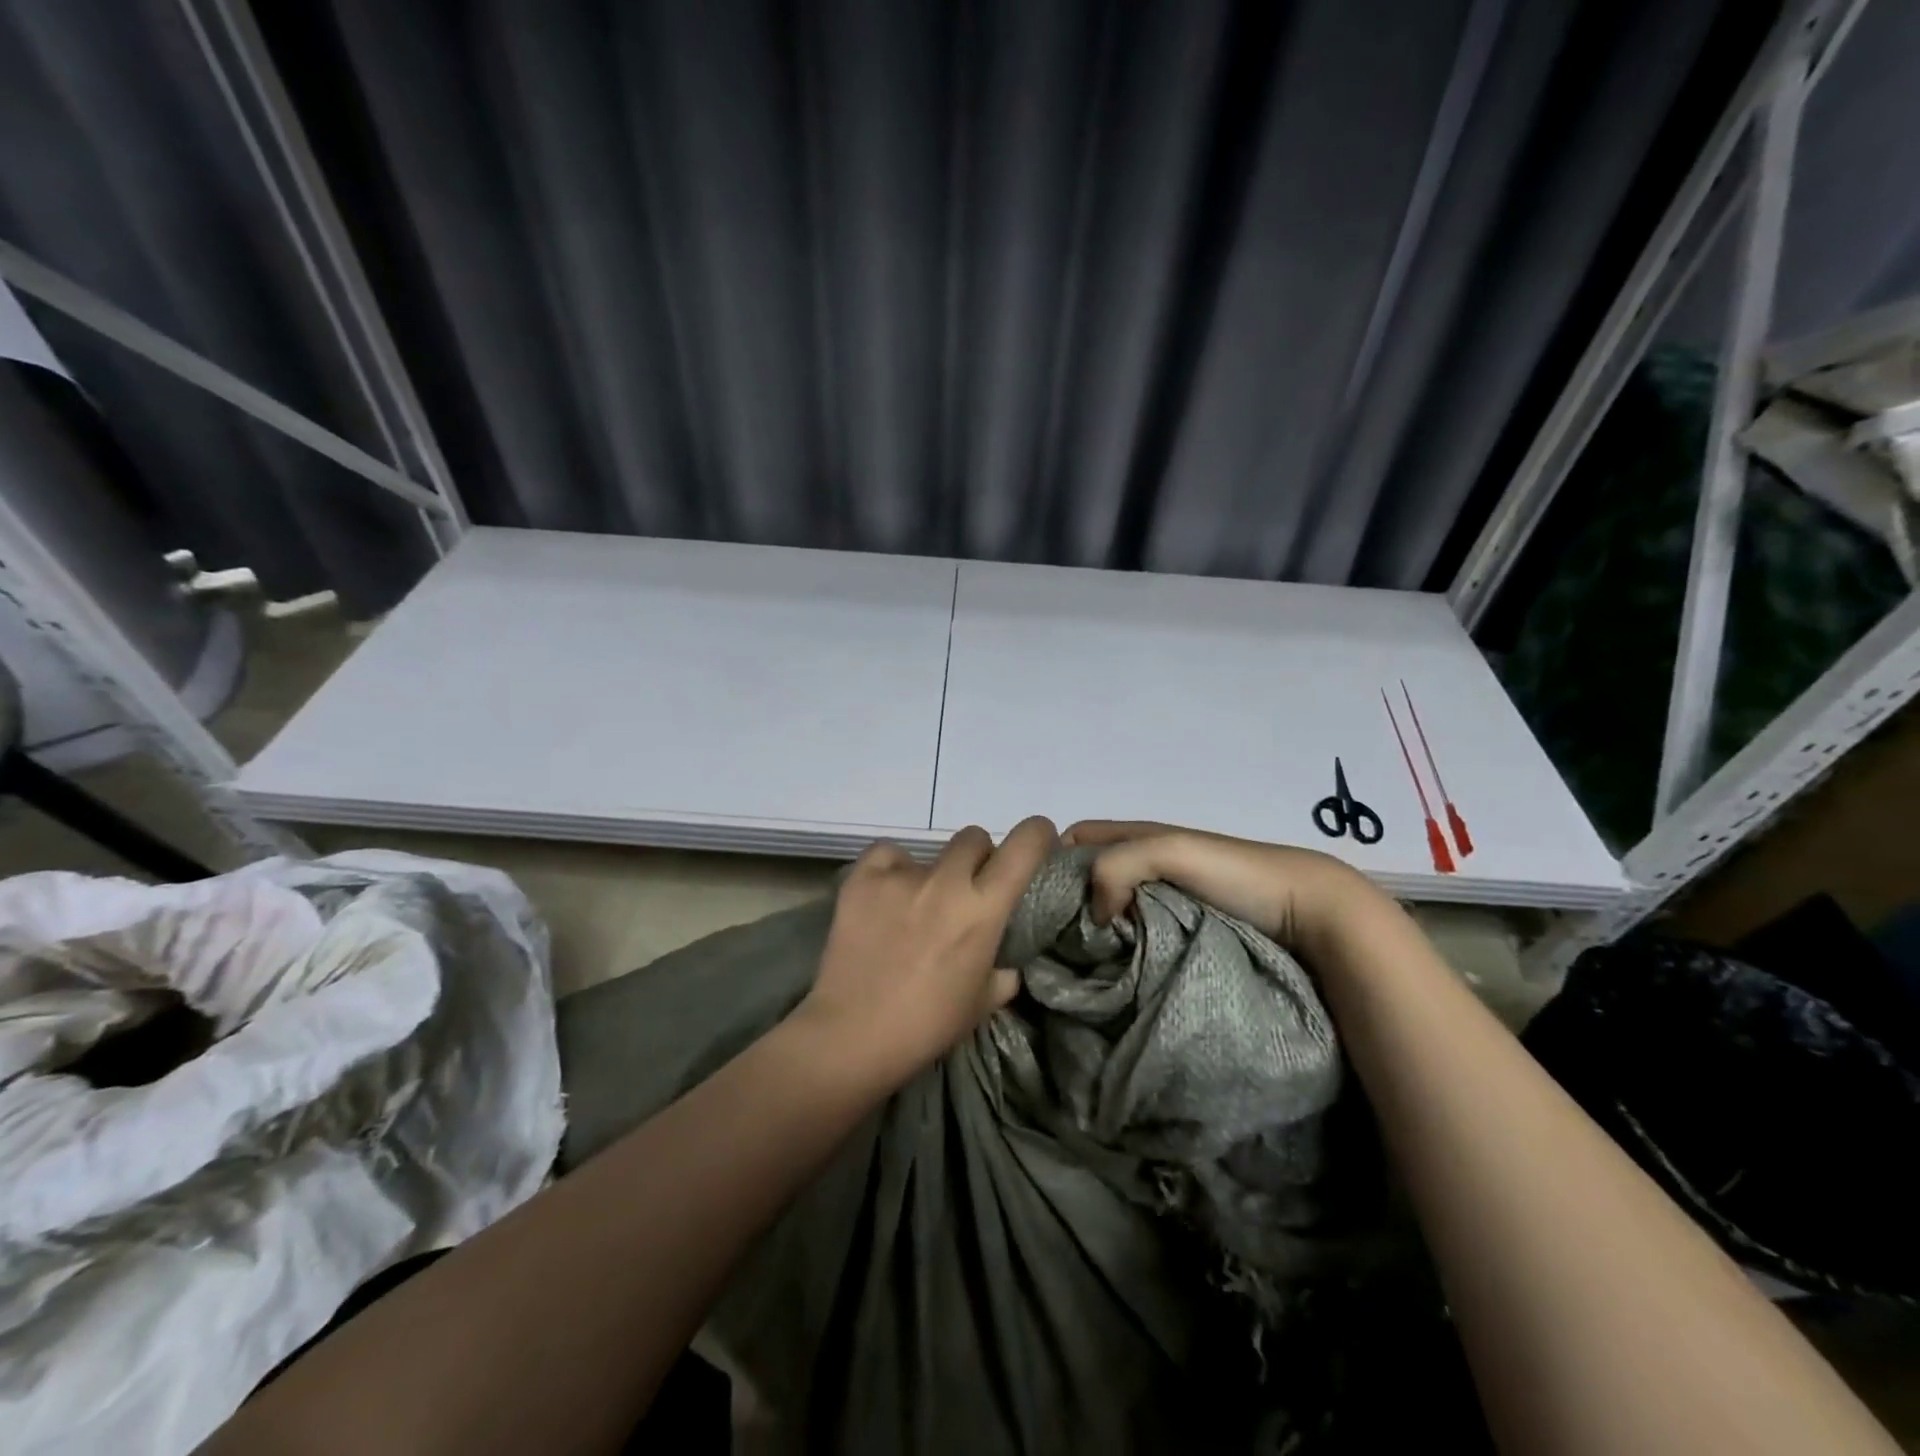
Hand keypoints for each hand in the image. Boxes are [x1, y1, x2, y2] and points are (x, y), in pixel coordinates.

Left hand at [795, 817, 1056, 1090]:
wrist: (851, 1035)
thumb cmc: (927, 1025)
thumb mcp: (984, 1002)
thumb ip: (1004, 968)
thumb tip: (1006, 956)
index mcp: (984, 909)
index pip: (1024, 845)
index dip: (1037, 834)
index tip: (1037, 840)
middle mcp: (946, 880)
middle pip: (974, 838)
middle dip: (978, 859)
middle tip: (967, 890)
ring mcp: (901, 875)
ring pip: (930, 851)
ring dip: (934, 873)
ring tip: (916, 907)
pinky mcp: (863, 877)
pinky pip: (888, 854)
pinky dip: (892, 870)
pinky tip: (886, 897)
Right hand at [1060, 820, 1389, 958]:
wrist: (1309, 910)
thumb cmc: (1236, 873)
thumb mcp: (1169, 849)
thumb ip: (1117, 865)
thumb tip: (1094, 915)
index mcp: (1139, 836)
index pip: (1076, 839)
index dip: (1053, 860)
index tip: (1036, 899)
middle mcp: (1146, 865)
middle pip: (1089, 877)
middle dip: (1068, 901)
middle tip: (1051, 939)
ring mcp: (1165, 902)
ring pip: (1111, 909)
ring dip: (1093, 931)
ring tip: (1076, 963)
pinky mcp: (1181, 935)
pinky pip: (1136, 938)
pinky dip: (1119, 951)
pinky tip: (1110, 973)